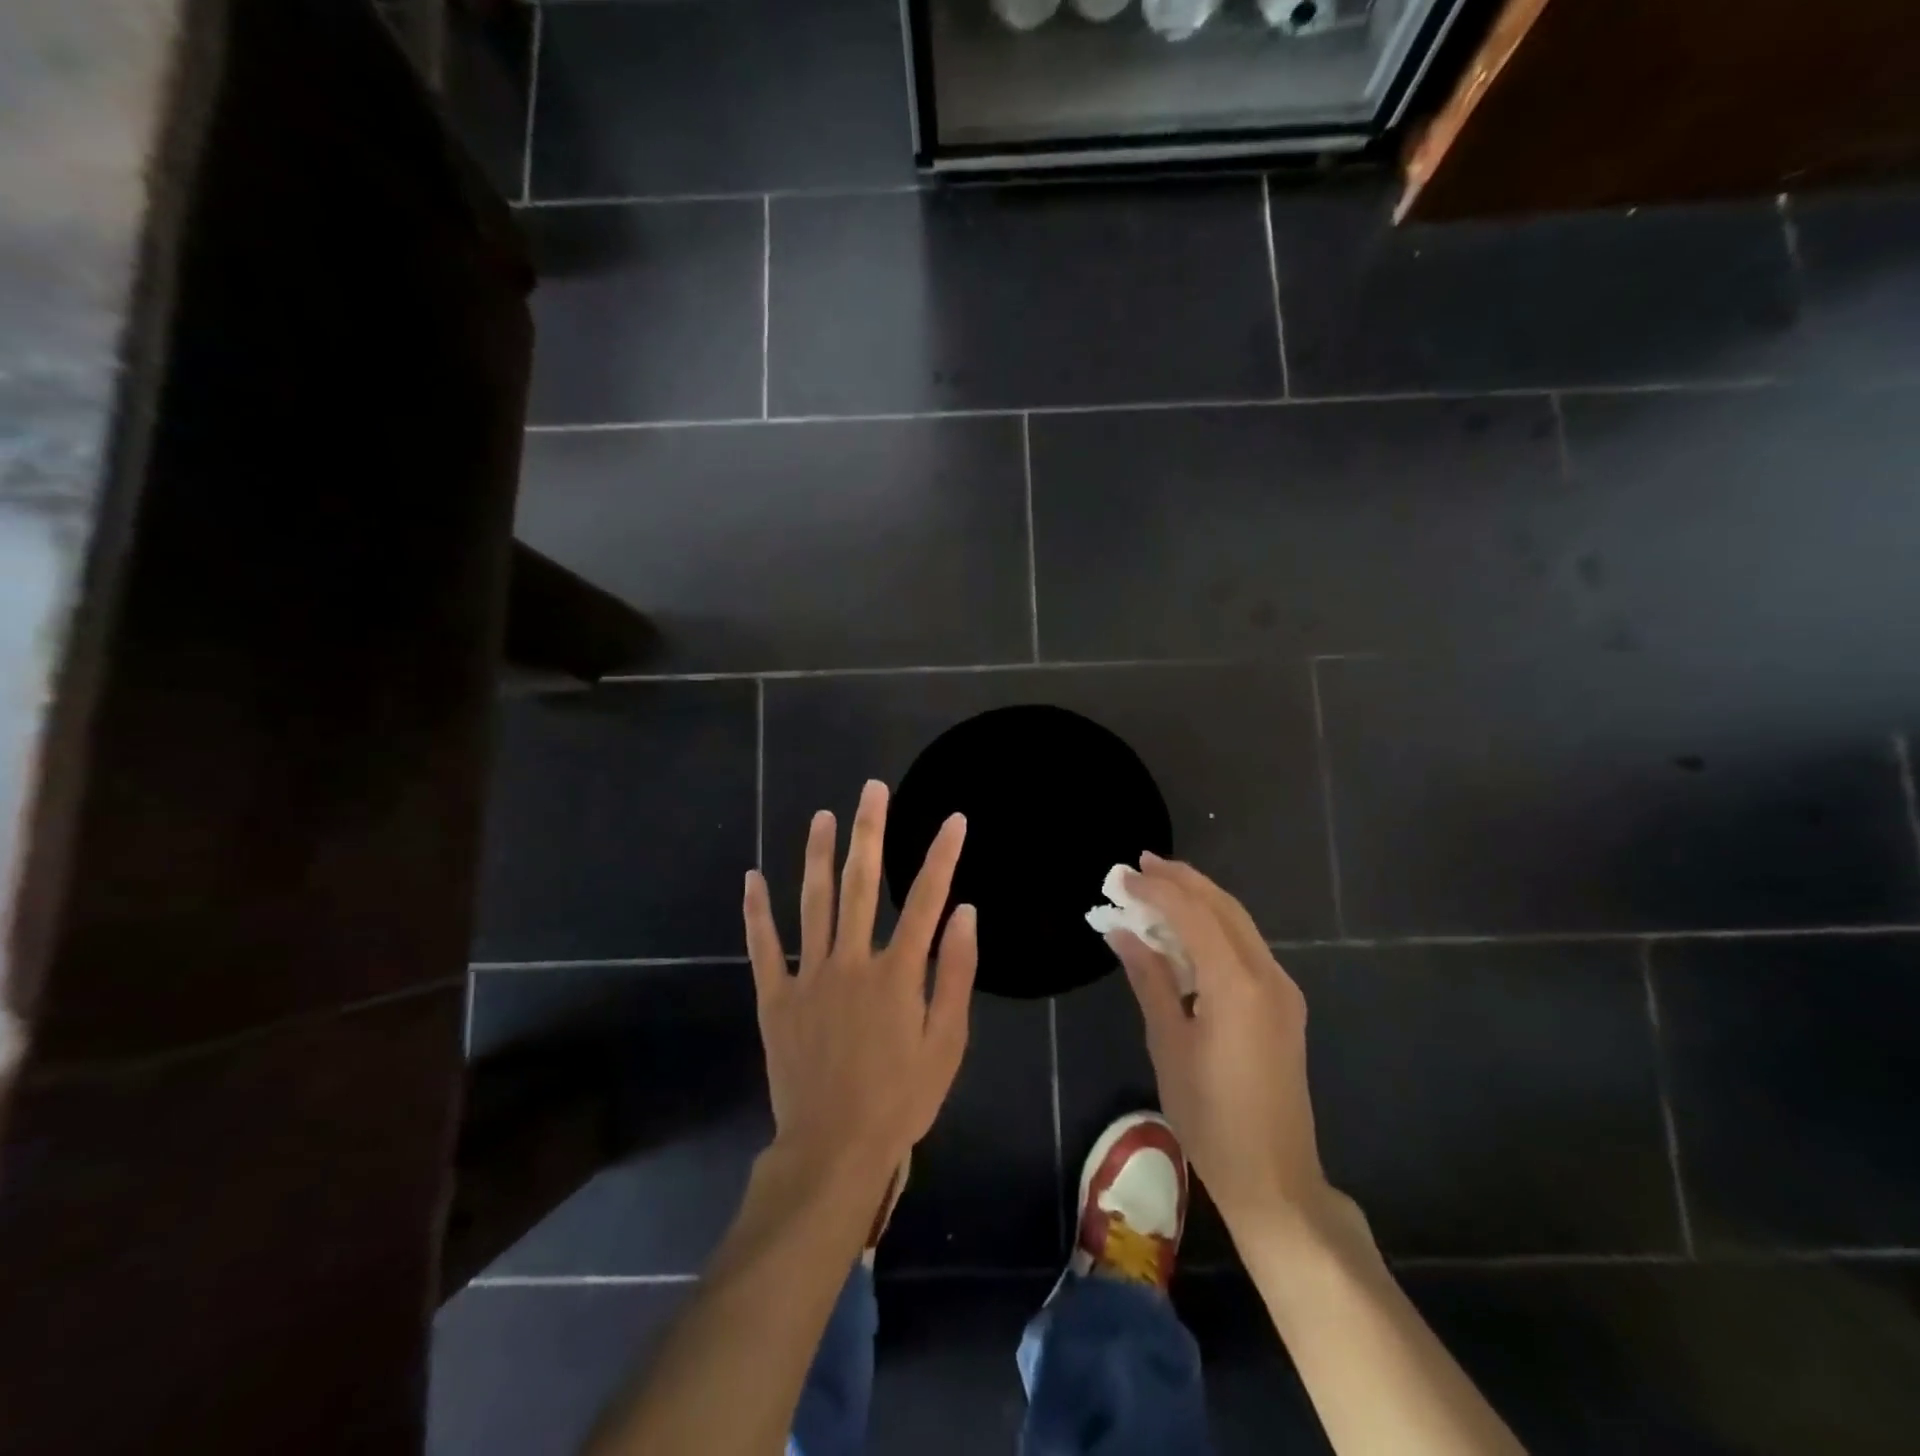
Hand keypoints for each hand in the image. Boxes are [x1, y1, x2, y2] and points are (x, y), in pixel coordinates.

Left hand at [743, 779, 976, 1190]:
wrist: (834, 1149)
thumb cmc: (901, 1098)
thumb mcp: (946, 1043)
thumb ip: (956, 974)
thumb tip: (965, 913)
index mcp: (897, 972)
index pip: (925, 899)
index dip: (942, 855)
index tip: (954, 819)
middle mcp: (851, 961)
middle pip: (860, 884)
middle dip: (869, 832)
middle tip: (872, 790)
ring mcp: (808, 976)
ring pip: (811, 902)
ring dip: (816, 855)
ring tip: (822, 816)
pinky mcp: (775, 997)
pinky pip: (763, 947)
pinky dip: (756, 912)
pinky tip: (752, 877)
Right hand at [1108, 854, 1343, 1239]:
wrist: (1275, 1178)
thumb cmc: (1210, 1116)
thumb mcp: (1168, 1043)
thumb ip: (1149, 978)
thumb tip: (1122, 931)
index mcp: (1237, 984)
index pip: (1193, 914)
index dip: (1156, 889)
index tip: (1122, 875)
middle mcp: (1267, 975)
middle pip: (1223, 907)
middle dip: (1182, 881)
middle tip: (1140, 865)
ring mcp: (1282, 989)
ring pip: (1239, 923)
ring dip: (1199, 900)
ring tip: (1158, 886)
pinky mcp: (1284, 1004)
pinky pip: (1246, 947)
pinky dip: (1214, 927)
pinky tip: (1187, 930)